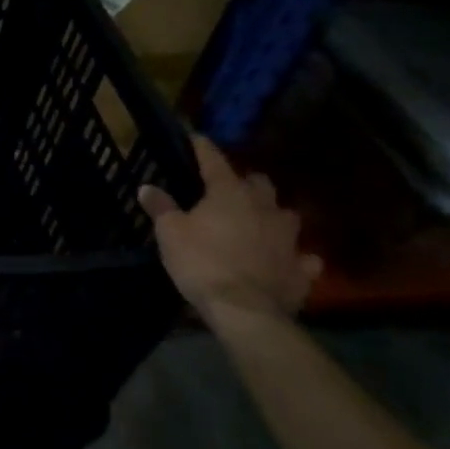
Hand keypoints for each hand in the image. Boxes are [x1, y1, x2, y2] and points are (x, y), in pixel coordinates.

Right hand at [139, 136, 320, 330]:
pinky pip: (302, 257)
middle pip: (260, 183)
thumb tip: (147, 187)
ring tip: (259, 224)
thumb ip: (161, 207)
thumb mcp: (170, 233)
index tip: (196, 138)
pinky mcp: (302, 269)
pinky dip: (294, 257)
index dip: (204, 148)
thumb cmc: (202, 262)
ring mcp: (289, 238)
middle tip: (230, 191)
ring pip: (286, 216)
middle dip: (247, 183)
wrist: (245, 310)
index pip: (215, 161)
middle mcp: (264, 208)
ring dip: (273, 217)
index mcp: (229, 193)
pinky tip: (286, 261)